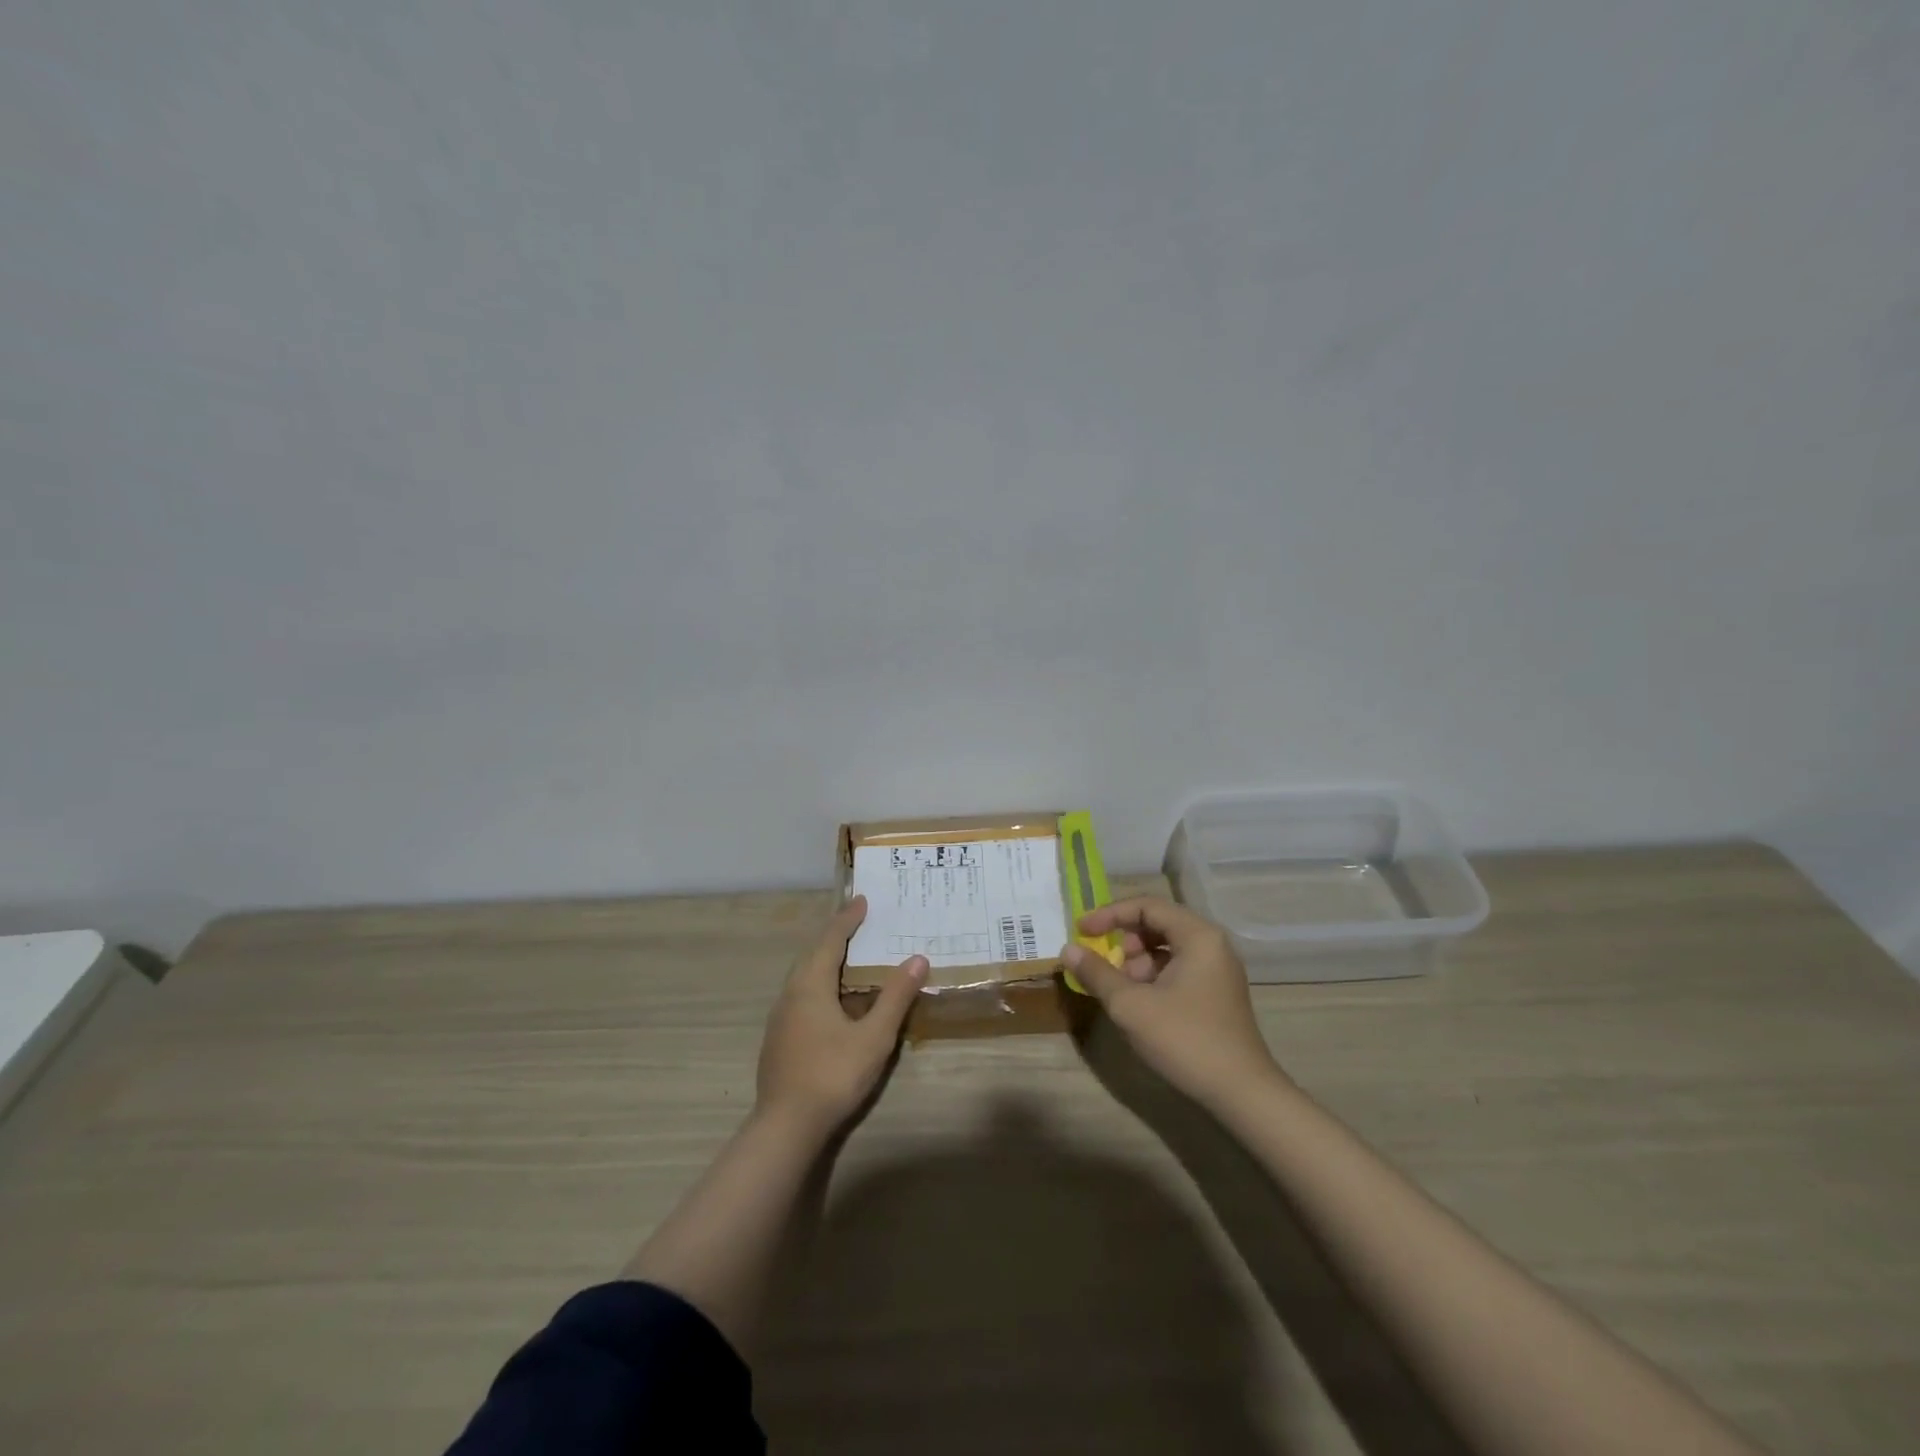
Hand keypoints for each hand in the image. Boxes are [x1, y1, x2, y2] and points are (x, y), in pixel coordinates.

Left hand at [755, 896, 926, 1137]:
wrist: (785, 1127)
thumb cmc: (832, 1074)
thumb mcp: (874, 1036)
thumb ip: (895, 997)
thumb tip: (918, 958)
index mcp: (810, 985)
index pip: (830, 939)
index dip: (848, 919)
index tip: (862, 900)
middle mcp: (791, 993)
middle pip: (813, 953)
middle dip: (835, 935)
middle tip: (858, 922)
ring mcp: (781, 1017)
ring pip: (804, 975)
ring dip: (826, 959)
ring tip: (849, 956)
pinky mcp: (779, 1038)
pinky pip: (802, 994)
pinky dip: (820, 982)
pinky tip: (833, 999)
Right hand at [1063, 896, 1280, 1106]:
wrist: (1242, 1094)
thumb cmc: (1185, 1039)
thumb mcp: (1130, 1005)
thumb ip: (1096, 973)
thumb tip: (1068, 949)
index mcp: (1198, 935)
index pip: (1146, 906)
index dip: (1109, 914)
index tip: (1081, 931)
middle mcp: (1212, 944)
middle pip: (1157, 924)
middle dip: (1124, 941)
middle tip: (1104, 966)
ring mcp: (1217, 970)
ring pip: (1166, 949)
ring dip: (1136, 962)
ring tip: (1120, 991)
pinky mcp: (1216, 993)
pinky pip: (1177, 969)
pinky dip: (1152, 977)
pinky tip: (1139, 1004)